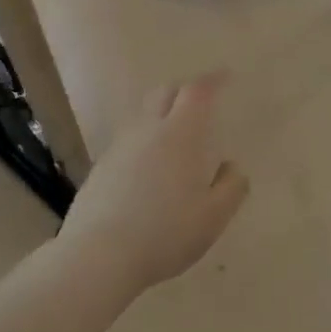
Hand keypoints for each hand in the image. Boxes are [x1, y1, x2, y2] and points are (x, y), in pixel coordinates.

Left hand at [57, 73, 249, 294]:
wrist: (99, 255)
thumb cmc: (165, 233)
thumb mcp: (213, 217)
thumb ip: (231, 188)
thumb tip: (231, 167)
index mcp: (179, 136)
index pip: (196, 93)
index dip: (212, 81)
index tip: (225, 76)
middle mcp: (146, 132)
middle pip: (163, 94)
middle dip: (184, 90)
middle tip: (200, 102)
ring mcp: (118, 149)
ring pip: (142, 117)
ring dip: (161, 115)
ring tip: (176, 136)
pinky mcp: (100, 169)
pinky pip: (128, 142)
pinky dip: (144, 142)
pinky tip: (149, 168)